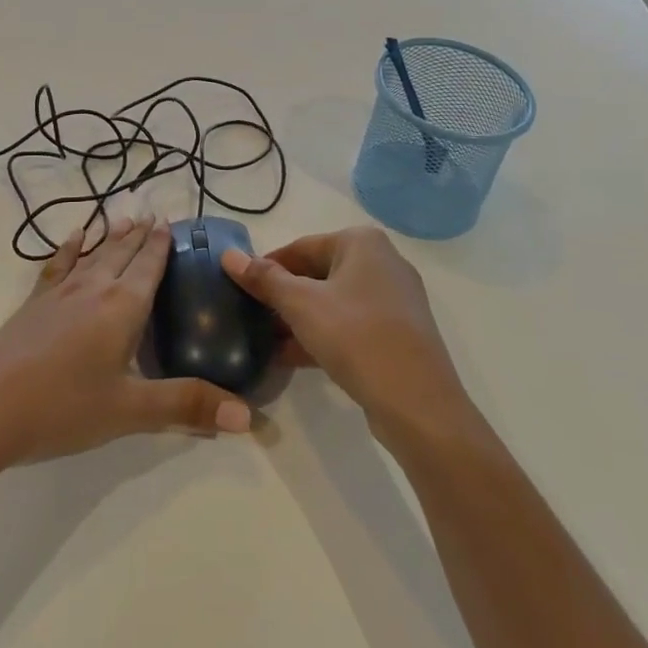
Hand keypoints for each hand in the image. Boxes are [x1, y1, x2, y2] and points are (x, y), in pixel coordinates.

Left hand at [0, 215, 252, 468]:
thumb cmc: (64, 408)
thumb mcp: (131, 411)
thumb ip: (187, 405)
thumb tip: (248, 417)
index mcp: (122, 306)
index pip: (149, 265)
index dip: (162, 243)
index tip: (171, 220)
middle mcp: (94, 288)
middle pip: (122, 252)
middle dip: (140, 234)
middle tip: (155, 213)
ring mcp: (60, 293)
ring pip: (93, 253)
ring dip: (111, 236)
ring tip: (124, 217)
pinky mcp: (34, 303)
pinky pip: (58, 265)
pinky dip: (70, 248)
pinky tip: (73, 238)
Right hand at [223, 226, 470, 449]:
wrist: (418, 404)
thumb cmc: (356, 337)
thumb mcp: (301, 305)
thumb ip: (264, 279)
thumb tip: (229, 256)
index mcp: (362, 242)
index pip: (301, 247)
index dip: (267, 267)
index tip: (240, 289)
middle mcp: (383, 262)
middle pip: (317, 273)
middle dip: (283, 296)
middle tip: (251, 316)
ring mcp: (395, 300)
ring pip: (334, 301)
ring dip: (299, 319)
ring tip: (265, 340)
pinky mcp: (399, 333)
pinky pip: (351, 324)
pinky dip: (322, 335)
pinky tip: (291, 358)